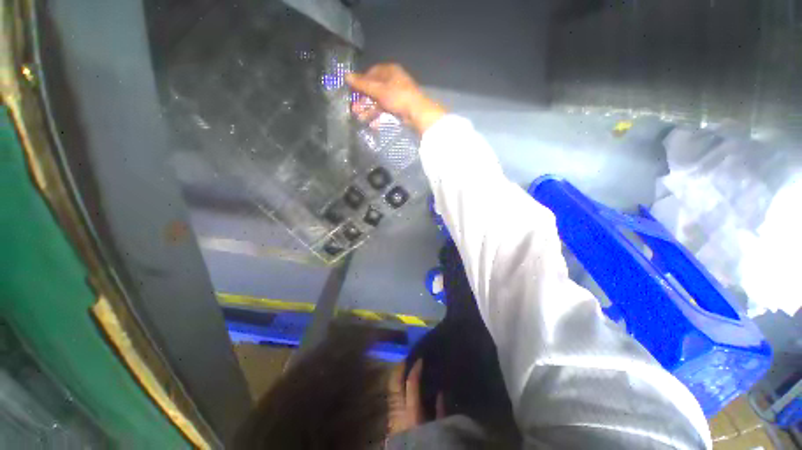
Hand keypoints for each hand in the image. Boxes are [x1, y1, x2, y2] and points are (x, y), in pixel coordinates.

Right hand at [345, 64, 445, 133]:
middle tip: (354, 109)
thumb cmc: (397, 96)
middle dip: (363, 100)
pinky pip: (386, 110)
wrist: (417, 113)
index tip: (353, 91)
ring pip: (379, 101)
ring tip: (360, 119)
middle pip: (374, 89)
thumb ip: (362, 84)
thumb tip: (346, 76)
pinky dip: (379, 116)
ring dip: (369, 110)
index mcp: (389, 71)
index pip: (371, 73)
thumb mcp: (378, 90)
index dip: (361, 82)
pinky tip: (372, 124)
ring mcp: (397, 95)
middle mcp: (393, 81)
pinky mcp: (399, 107)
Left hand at [387, 359, 445, 436]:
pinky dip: (395, 387)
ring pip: (390, 388)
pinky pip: (391, 397)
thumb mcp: (437, 429)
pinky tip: (400, 383)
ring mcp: (391, 414)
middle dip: (399, 368)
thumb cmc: (426, 443)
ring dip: (395, 375)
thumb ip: (439, 411)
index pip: (412, 384)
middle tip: (406, 357)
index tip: (420, 358)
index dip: (415, 369)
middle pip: (394, 383)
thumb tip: (441, 392)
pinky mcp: (389, 419)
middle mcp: (398, 410)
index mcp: (412, 412)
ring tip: (402, 365)